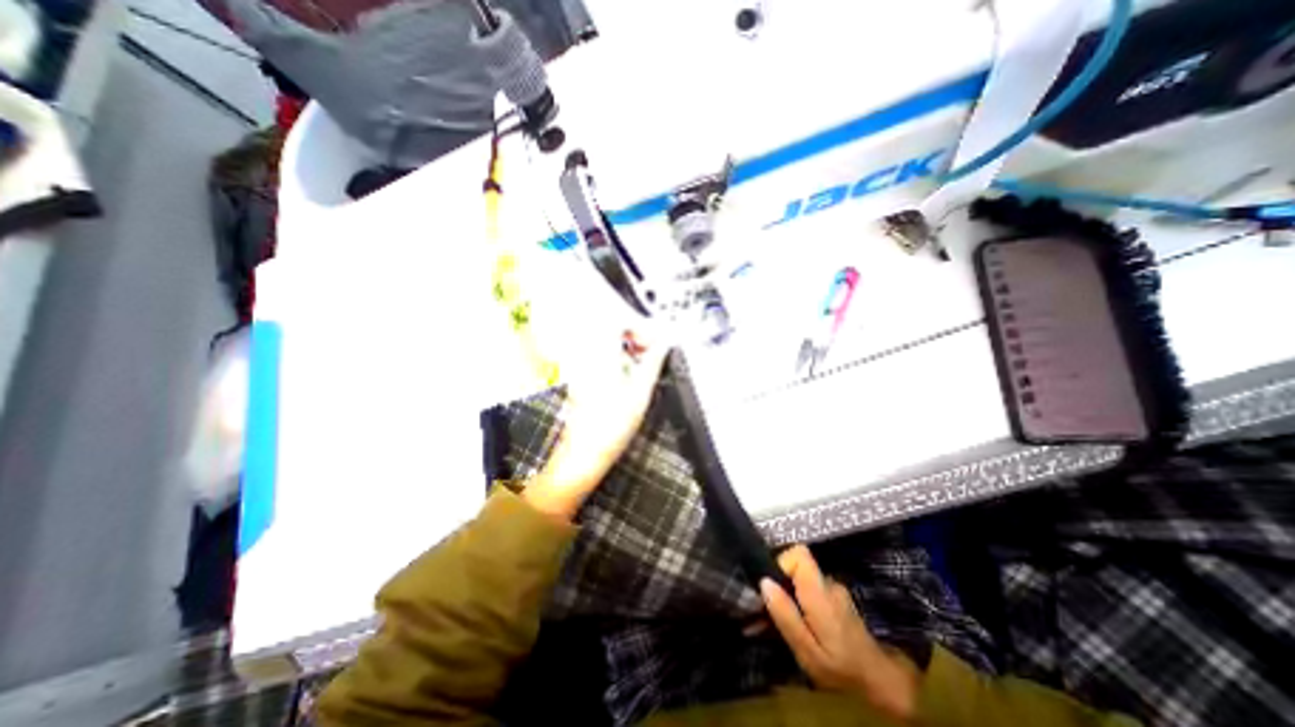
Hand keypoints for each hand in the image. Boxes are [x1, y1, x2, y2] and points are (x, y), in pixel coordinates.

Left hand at [522, 336, 667, 521]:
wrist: (584, 453)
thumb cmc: (612, 426)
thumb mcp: (641, 392)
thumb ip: (654, 361)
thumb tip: (666, 343)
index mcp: (600, 354)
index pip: (616, 319)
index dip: (639, 325)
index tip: (654, 340)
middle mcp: (585, 354)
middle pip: (610, 326)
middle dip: (635, 333)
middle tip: (651, 350)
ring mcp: (579, 364)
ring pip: (605, 339)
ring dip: (627, 344)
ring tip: (643, 362)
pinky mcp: (579, 374)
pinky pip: (599, 352)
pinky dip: (616, 354)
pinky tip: (628, 372)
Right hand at [762, 546, 919, 719]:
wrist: (882, 683)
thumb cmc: (842, 669)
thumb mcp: (807, 651)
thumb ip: (786, 616)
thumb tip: (765, 583)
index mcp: (820, 592)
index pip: (799, 553)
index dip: (782, 563)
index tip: (773, 586)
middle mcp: (829, 583)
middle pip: (798, 565)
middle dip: (784, 583)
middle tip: (779, 612)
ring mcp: (835, 589)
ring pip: (804, 578)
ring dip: (793, 594)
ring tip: (793, 623)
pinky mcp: (837, 596)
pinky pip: (812, 587)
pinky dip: (804, 600)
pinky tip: (807, 624)